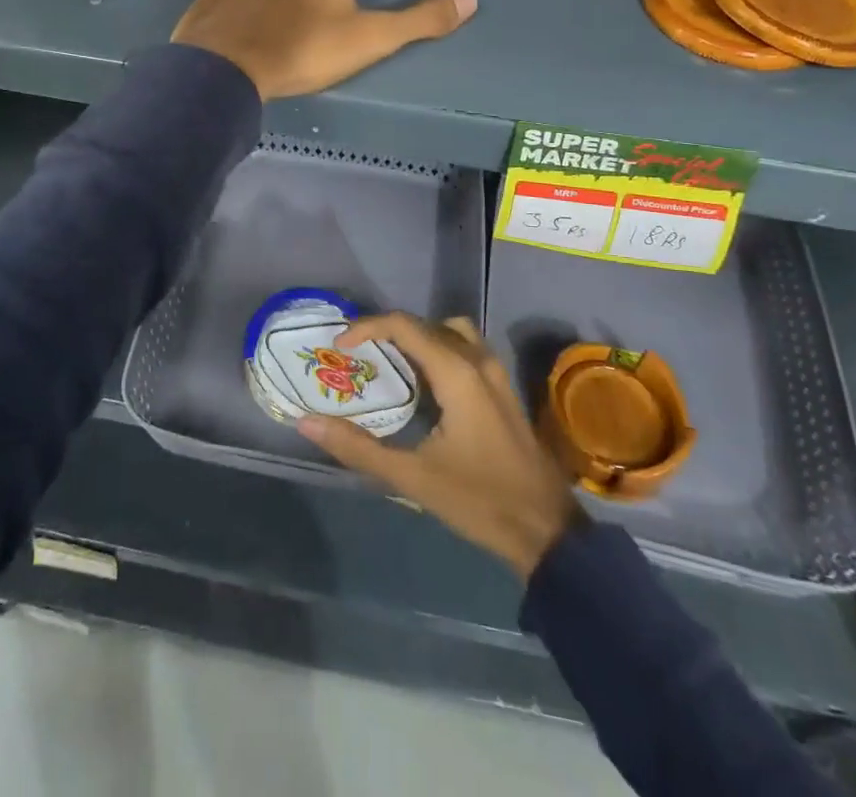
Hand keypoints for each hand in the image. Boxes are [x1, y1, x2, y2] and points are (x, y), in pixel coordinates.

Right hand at [298, 313, 581, 579]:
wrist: (547, 532)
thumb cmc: (479, 500)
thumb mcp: (412, 477)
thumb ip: (357, 447)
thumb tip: (308, 423)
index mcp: (457, 373)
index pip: (405, 325)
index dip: (367, 327)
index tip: (340, 345)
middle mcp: (479, 360)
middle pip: (427, 324)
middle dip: (389, 331)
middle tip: (358, 354)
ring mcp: (496, 373)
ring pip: (451, 332)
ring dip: (418, 338)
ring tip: (389, 363)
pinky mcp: (504, 389)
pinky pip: (466, 349)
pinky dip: (439, 350)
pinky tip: (423, 385)